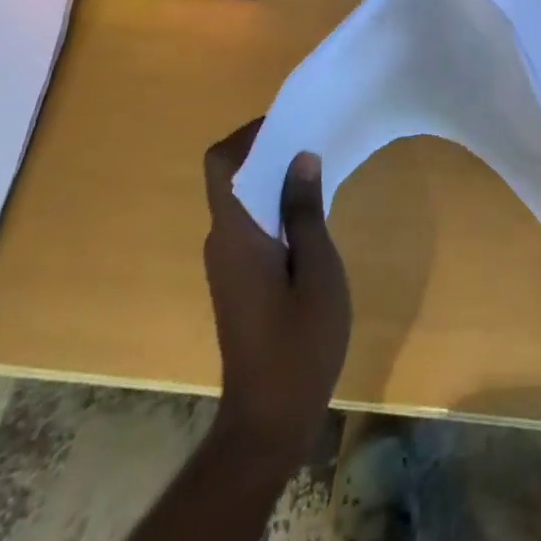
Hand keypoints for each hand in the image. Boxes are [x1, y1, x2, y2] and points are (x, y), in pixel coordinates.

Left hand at [201, 119, 350, 468]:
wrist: (270, 419)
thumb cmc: (299, 341)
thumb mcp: (317, 269)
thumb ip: (305, 210)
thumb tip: (300, 157)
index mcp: (236, 233)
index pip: (220, 163)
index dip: (249, 134)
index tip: (291, 122)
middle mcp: (222, 241)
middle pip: (232, 176)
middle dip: (269, 150)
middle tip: (315, 137)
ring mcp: (228, 263)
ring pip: (243, 200)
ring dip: (275, 178)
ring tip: (320, 168)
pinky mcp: (239, 280)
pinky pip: (252, 224)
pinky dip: (276, 206)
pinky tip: (312, 212)